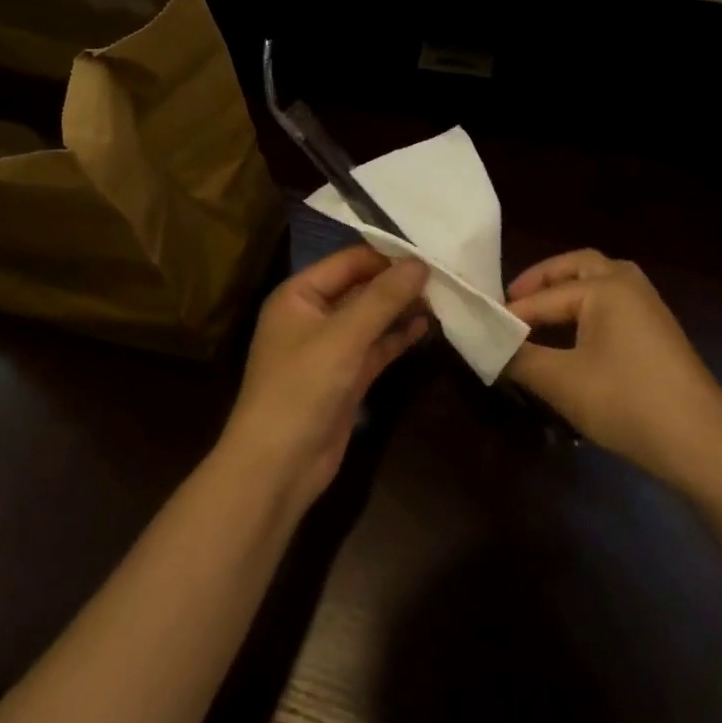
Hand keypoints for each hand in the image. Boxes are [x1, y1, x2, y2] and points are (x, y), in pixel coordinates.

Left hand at [218, 247, 428, 512]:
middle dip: (397, 284)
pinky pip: (374, 347)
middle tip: (443, 278)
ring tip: (442, 300)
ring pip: (370, 319)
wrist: (278, 466)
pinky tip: (426, 328)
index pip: (349, 261)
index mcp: (299, 294)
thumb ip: (383, 298)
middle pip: (361, 288)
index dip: (387, 257)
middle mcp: (312, 315)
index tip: (429, 256)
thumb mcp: (344, 336)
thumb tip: (420, 263)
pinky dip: (397, 337)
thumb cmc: (302, 387)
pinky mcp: (345, 377)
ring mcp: (329, 349)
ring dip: (401, 310)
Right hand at [505, 250, 721, 496]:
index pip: (543, 298)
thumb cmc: (628, 404)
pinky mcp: (659, 333)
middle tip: (512, 303)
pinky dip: (587, 309)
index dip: (510, 315)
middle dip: (542, 281)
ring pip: (599, 284)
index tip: (480, 328)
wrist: (705, 447)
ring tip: (538, 318)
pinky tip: (573, 339)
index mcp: (605, 287)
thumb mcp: (562, 383)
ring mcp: (649, 308)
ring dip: (567, 292)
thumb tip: (487, 346)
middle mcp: (629, 285)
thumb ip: (519, 358)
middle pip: (577, 267)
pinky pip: (614, 305)